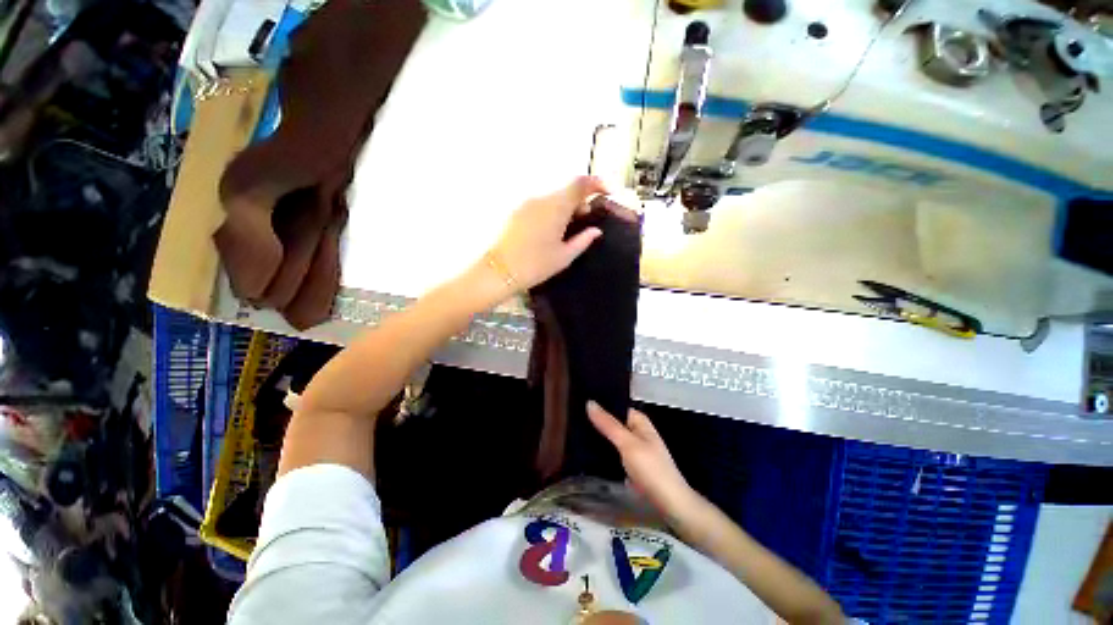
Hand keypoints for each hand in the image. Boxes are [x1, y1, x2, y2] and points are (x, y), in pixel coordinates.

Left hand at [491, 176, 607, 289]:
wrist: (499, 270)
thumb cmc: (536, 265)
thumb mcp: (564, 256)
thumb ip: (583, 240)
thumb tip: (596, 230)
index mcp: (556, 207)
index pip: (580, 183)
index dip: (596, 183)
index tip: (606, 193)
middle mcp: (541, 199)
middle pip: (566, 190)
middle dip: (580, 200)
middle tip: (585, 219)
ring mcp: (526, 203)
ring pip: (553, 197)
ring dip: (565, 206)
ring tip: (567, 228)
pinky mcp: (516, 211)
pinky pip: (540, 204)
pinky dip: (551, 210)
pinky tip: (550, 229)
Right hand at [587, 401, 695, 515]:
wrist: (669, 503)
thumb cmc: (650, 468)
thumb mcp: (627, 443)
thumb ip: (608, 424)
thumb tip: (589, 402)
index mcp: (639, 421)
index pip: (616, 406)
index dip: (600, 405)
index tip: (579, 404)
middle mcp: (637, 431)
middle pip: (613, 423)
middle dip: (597, 423)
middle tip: (574, 420)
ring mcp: (635, 449)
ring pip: (612, 439)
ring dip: (599, 438)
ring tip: (576, 433)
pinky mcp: (631, 465)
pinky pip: (614, 452)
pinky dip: (604, 452)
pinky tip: (588, 453)